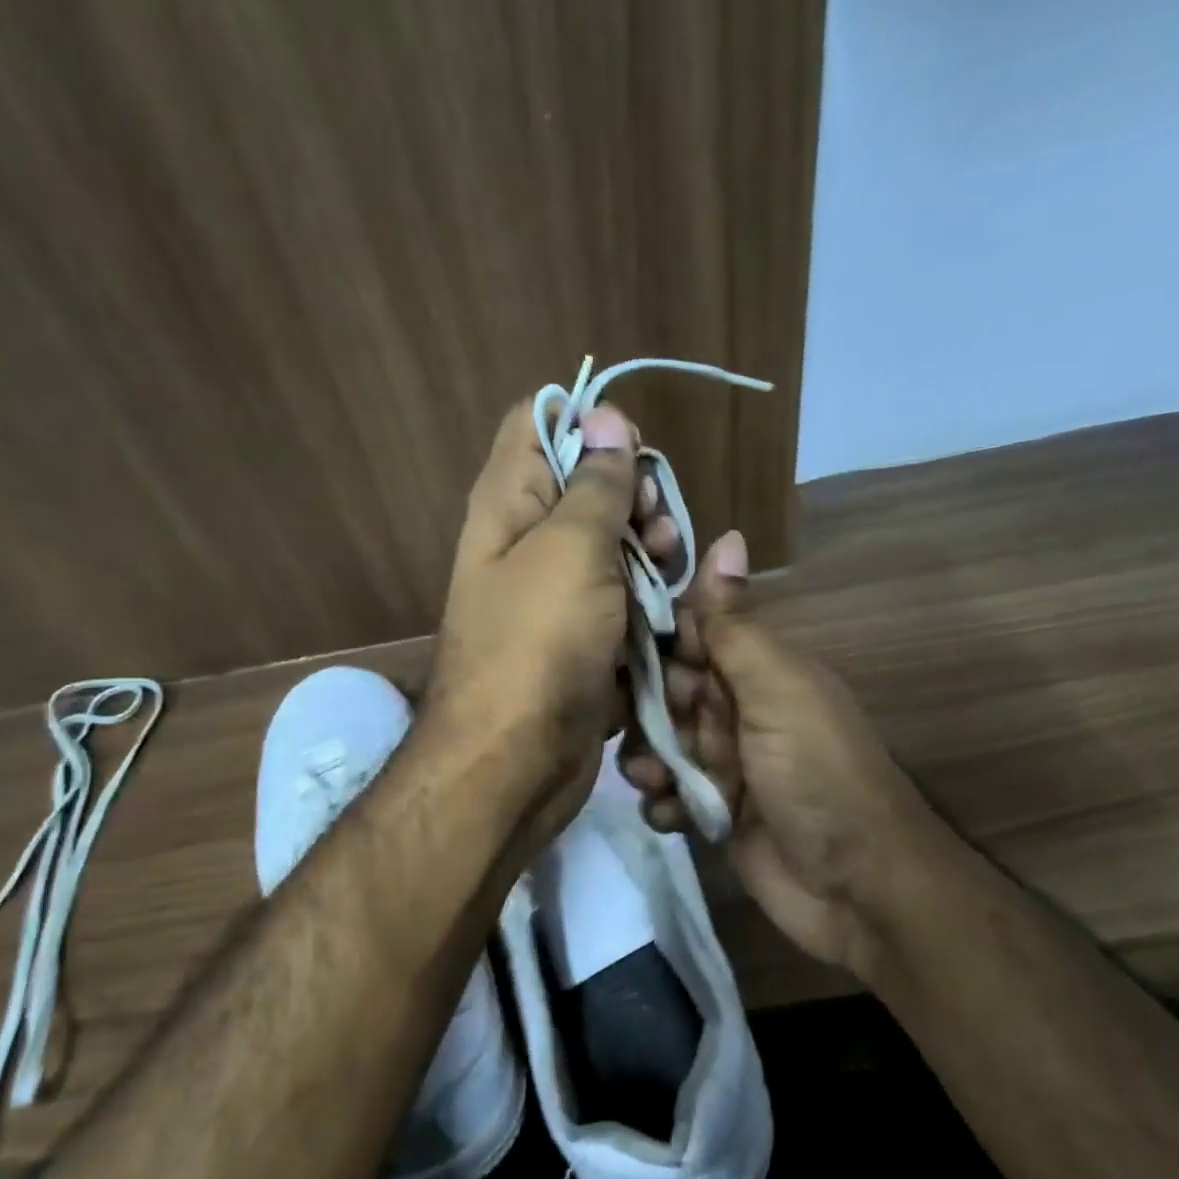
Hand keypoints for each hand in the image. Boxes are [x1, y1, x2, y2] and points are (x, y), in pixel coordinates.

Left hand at [427, 398, 678, 845]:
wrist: (516, 763)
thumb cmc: (537, 645)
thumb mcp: (571, 550)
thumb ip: (594, 484)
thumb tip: (604, 415)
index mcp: (509, 503)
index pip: (540, 423)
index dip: (589, 425)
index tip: (631, 452)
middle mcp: (528, 542)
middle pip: (589, 486)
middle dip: (634, 497)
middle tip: (654, 529)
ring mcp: (559, 594)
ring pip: (616, 546)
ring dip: (651, 552)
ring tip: (668, 572)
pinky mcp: (586, 638)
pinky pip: (625, 599)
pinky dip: (650, 600)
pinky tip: (669, 615)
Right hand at [619, 532, 934, 982]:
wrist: (857, 883)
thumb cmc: (816, 772)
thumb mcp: (776, 689)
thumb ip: (737, 625)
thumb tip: (727, 534)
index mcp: (757, 670)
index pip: (690, 636)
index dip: (650, 638)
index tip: (601, 642)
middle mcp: (739, 711)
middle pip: (667, 693)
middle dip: (641, 707)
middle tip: (625, 723)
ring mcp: (728, 765)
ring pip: (663, 745)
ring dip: (648, 759)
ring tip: (653, 779)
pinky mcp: (718, 814)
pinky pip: (673, 797)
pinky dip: (666, 804)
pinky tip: (673, 816)